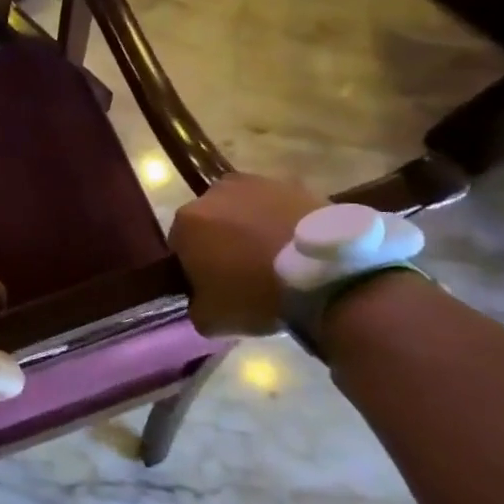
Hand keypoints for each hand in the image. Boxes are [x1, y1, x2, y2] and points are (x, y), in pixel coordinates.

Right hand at [169, 173, 324, 336]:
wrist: (324, 273)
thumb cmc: (256, 294)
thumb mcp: (211, 320)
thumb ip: (195, 305)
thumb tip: (201, 299)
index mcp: (186, 222)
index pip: (179, 246)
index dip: (193, 267)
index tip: (213, 287)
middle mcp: (213, 193)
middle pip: (209, 221)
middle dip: (220, 241)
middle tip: (243, 272)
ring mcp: (254, 182)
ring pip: (241, 209)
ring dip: (249, 227)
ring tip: (274, 258)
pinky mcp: (291, 183)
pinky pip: (275, 206)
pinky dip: (279, 221)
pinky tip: (295, 248)